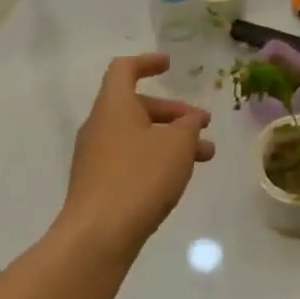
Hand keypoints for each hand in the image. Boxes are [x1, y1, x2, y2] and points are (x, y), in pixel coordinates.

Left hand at [59, 54, 214, 259]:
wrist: (98, 235)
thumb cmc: (140, 178)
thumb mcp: (177, 145)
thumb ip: (188, 126)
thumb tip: (189, 121)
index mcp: (114, 106)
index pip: (124, 70)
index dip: (147, 63)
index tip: (169, 65)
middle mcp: (99, 126)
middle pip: (136, 106)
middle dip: (173, 113)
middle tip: (203, 124)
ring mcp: (95, 157)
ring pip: (137, 136)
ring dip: (170, 140)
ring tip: (204, 156)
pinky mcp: (98, 184)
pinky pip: (130, 159)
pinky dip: (155, 159)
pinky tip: (177, 177)